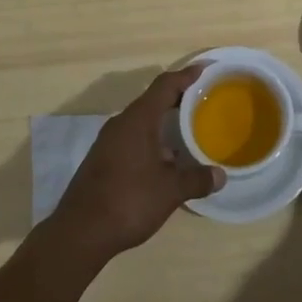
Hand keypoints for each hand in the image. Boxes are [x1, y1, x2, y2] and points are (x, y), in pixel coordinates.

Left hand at [45, 65, 223, 267]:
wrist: (80, 231)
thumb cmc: (129, 201)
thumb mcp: (170, 191)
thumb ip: (196, 179)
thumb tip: (221, 175)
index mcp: (139, 119)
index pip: (165, 85)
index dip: (186, 75)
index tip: (205, 69)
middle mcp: (122, 123)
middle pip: (152, 100)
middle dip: (177, 97)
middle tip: (202, 99)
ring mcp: (109, 141)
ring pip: (141, 120)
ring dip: (163, 121)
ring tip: (187, 129)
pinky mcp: (102, 158)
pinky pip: (132, 137)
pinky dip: (151, 139)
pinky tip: (165, 160)